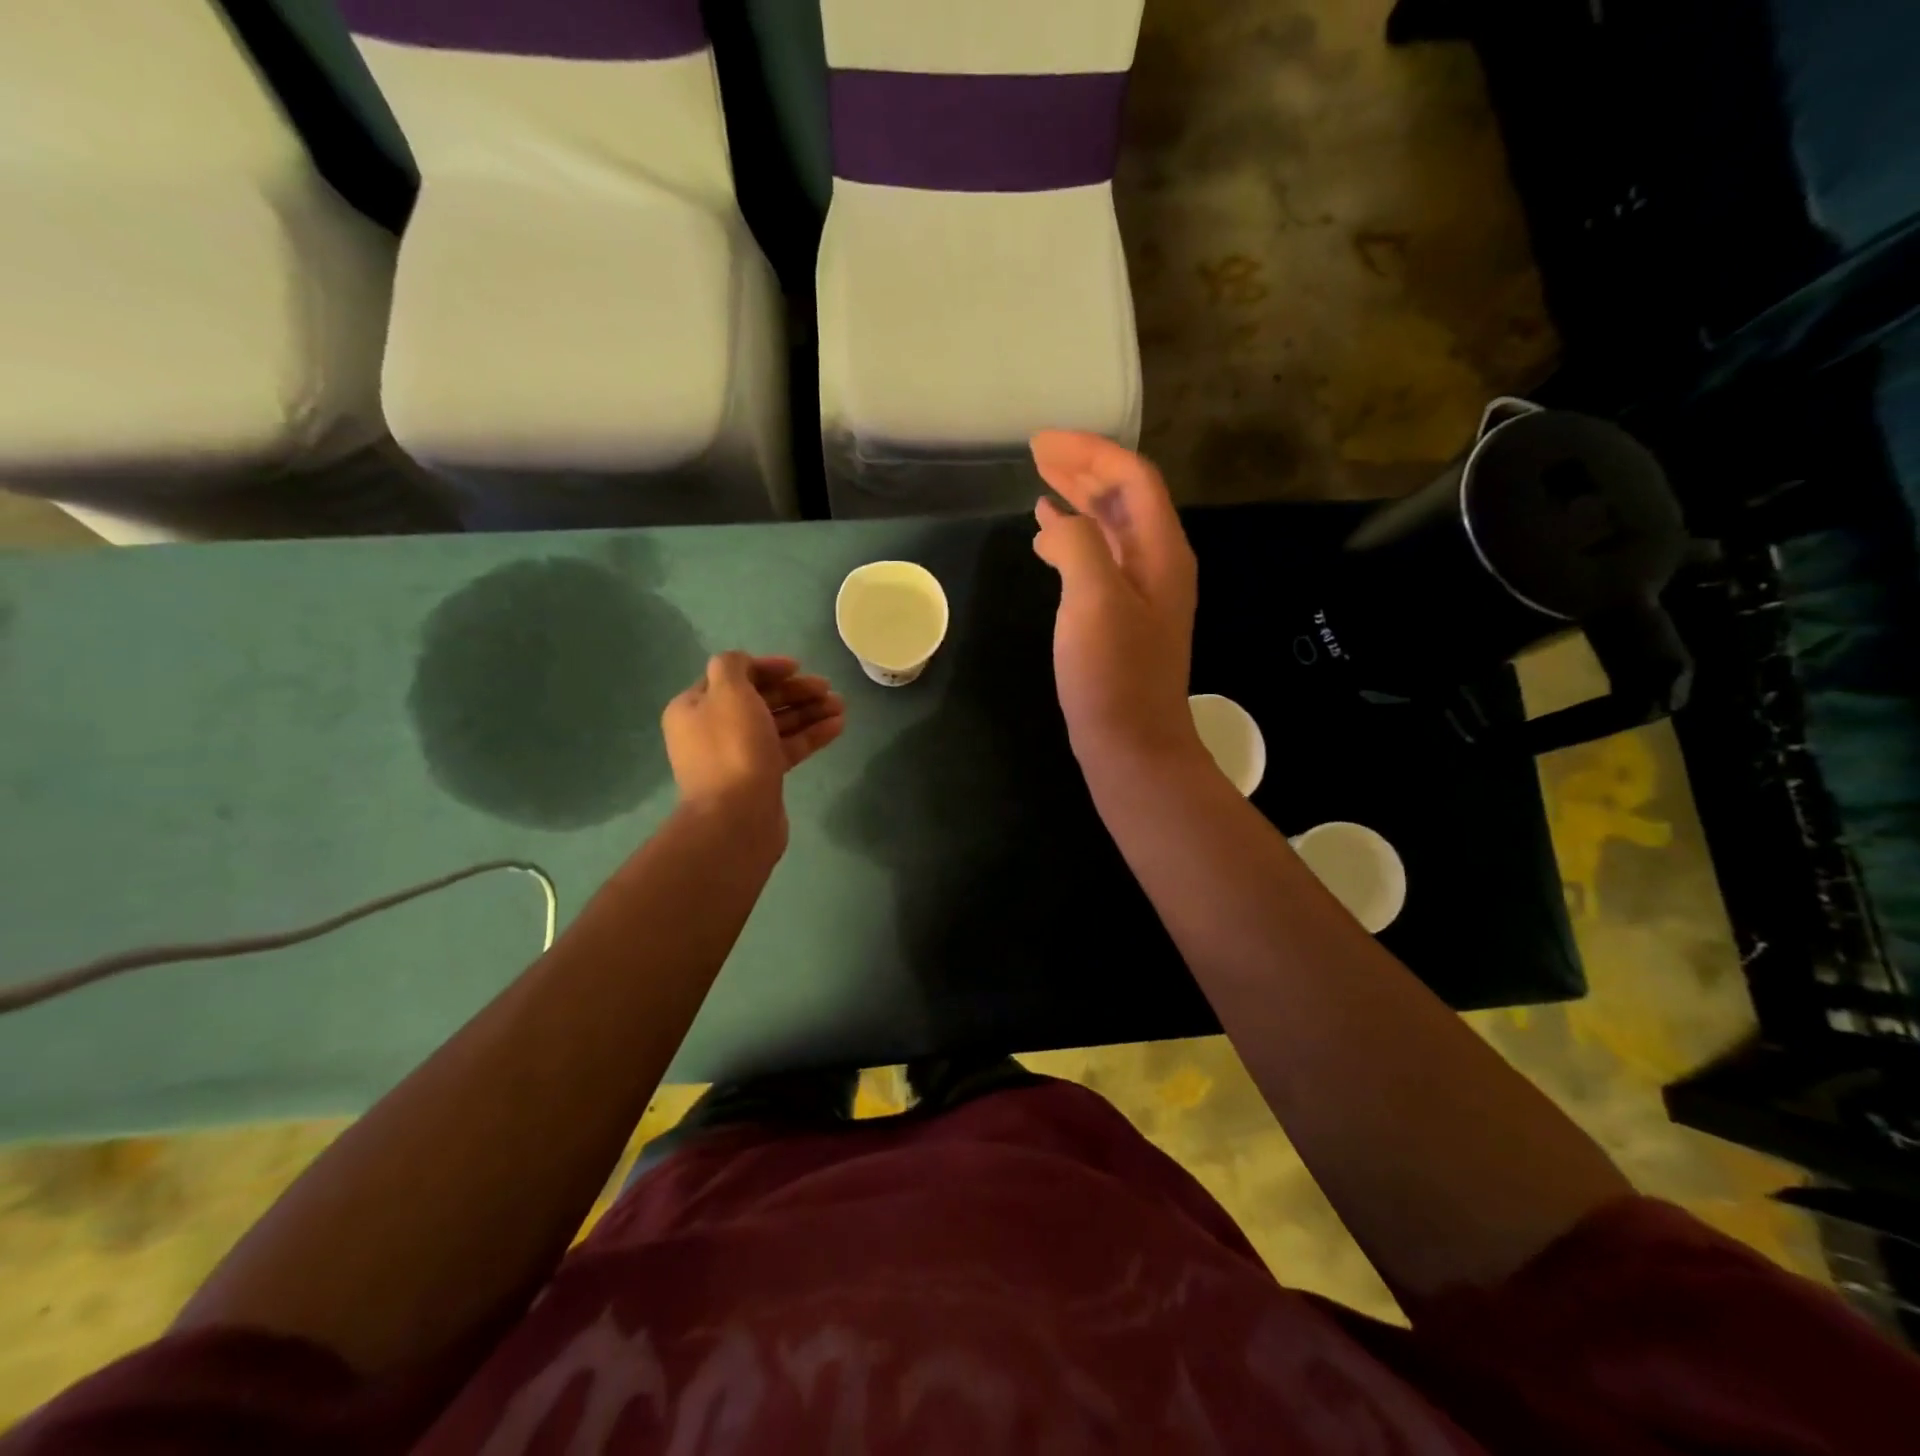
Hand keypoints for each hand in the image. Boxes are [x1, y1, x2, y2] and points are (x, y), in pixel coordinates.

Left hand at [661, 653, 844, 828]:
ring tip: (841, 706)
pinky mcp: (761, 777)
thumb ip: (733, 666)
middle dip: (795, 691)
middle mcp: (713, 730)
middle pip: (759, 700)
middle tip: (827, 688)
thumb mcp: (728, 693)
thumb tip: (744, 664)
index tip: (799, 667)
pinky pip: (787, 748)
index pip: (733, 677)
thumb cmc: (733, 748)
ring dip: (808, 711)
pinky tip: (838, 726)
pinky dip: (810, 735)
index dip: (767, 668)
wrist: (737, 818)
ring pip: (777, 724)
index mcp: (695, 707)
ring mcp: (738, 756)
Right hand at [1030, 431, 1201, 769]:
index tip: (1041, 443)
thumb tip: (1061, 521)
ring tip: (1039, 488)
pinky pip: (1098, 561)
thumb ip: (1081, 544)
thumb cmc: (1113, 674)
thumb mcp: (1094, 600)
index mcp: (1161, 551)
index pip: (1132, 478)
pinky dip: (1073, 542)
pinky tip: (1047, 541)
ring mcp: (1141, 594)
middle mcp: (1158, 564)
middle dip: (1083, 469)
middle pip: (1125, 497)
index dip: (1089, 452)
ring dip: (1078, 502)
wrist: (1132, 745)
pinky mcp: (1121, 619)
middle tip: (1038, 454)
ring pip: (1110, 529)